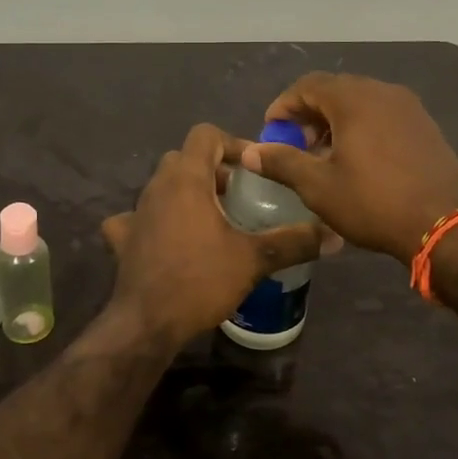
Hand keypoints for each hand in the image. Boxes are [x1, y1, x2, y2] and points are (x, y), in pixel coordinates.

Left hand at [102, 123, 325, 347]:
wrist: (147, 323)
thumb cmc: (201, 280)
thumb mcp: (254, 260)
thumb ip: (293, 242)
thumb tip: (334, 235)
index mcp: (186, 179)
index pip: (205, 134)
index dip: (232, 143)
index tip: (253, 169)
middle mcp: (156, 187)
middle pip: (184, 158)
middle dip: (212, 169)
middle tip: (238, 195)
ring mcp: (135, 212)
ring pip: (163, 186)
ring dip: (187, 193)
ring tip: (214, 220)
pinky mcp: (123, 239)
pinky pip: (138, 218)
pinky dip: (154, 221)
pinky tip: (168, 239)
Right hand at [241, 73, 457, 262]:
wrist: (446, 226)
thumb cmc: (374, 202)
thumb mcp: (318, 186)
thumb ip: (282, 162)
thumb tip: (251, 151)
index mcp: (354, 99)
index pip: (307, 85)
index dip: (284, 106)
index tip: (271, 132)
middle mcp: (383, 92)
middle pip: (335, 90)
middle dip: (309, 114)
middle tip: (295, 145)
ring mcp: (409, 108)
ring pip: (361, 103)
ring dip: (335, 122)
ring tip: (324, 156)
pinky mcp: (426, 127)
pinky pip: (383, 116)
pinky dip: (362, 128)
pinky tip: (358, 161)